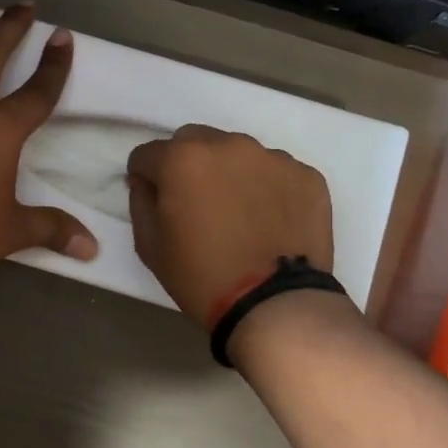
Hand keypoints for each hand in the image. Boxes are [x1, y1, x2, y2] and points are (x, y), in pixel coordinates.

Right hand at [126, 125, 335, 326]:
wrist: (276, 306)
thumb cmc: (202, 277)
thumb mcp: (151, 247)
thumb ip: (141, 203)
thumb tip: (145, 182)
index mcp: (183, 159)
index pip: (147, 154)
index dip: (145, 177)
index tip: (154, 199)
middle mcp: (228, 145)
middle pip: (194, 141)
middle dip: (186, 164)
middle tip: (195, 202)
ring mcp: (273, 157)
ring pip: (238, 153)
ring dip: (229, 172)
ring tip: (238, 213)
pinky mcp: (307, 175)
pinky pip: (275, 172)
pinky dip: (267, 188)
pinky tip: (269, 221)